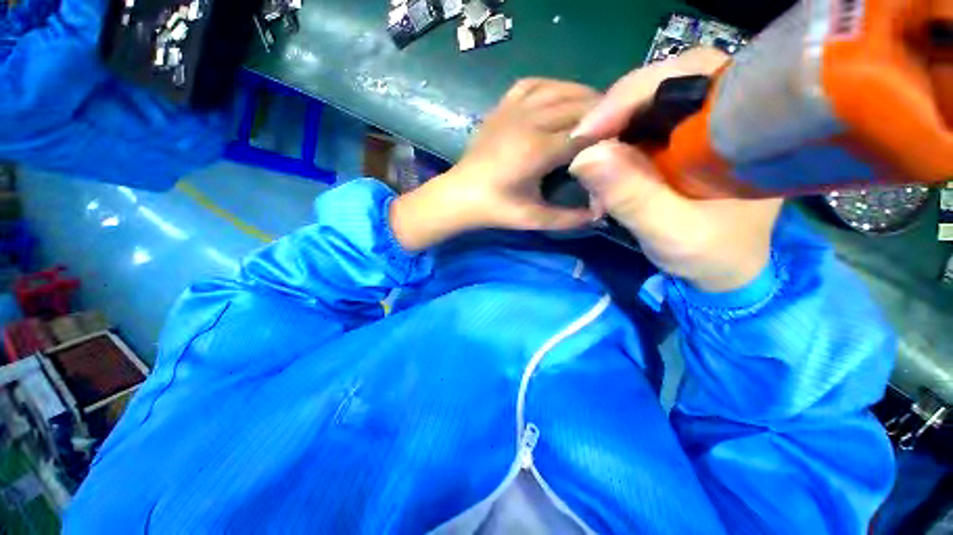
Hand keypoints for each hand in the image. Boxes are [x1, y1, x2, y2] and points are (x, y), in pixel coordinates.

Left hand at [391, 79, 600, 250]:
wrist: (459, 195)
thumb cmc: (495, 209)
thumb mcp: (533, 219)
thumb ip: (569, 218)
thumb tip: (602, 213)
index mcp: (538, 150)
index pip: (586, 134)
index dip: (608, 138)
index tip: (621, 147)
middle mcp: (529, 121)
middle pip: (579, 106)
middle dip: (602, 116)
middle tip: (613, 132)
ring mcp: (513, 110)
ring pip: (560, 89)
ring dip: (583, 98)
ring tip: (594, 116)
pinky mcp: (502, 107)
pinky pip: (533, 84)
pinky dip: (553, 87)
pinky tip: (560, 100)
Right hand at [569, 49, 783, 292]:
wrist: (726, 266)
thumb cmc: (712, 253)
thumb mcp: (671, 231)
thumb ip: (632, 197)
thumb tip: (583, 157)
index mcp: (750, 121)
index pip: (688, 75)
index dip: (631, 97)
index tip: (587, 133)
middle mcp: (730, 108)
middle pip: (662, 82)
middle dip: (615, 113)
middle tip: (582, 146)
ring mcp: (703, 121)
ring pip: (647, 103)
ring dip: (612, 131)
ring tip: (591, 167)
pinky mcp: (683, 137)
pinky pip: (641, 126)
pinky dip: (615, 144)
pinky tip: (604, 170)